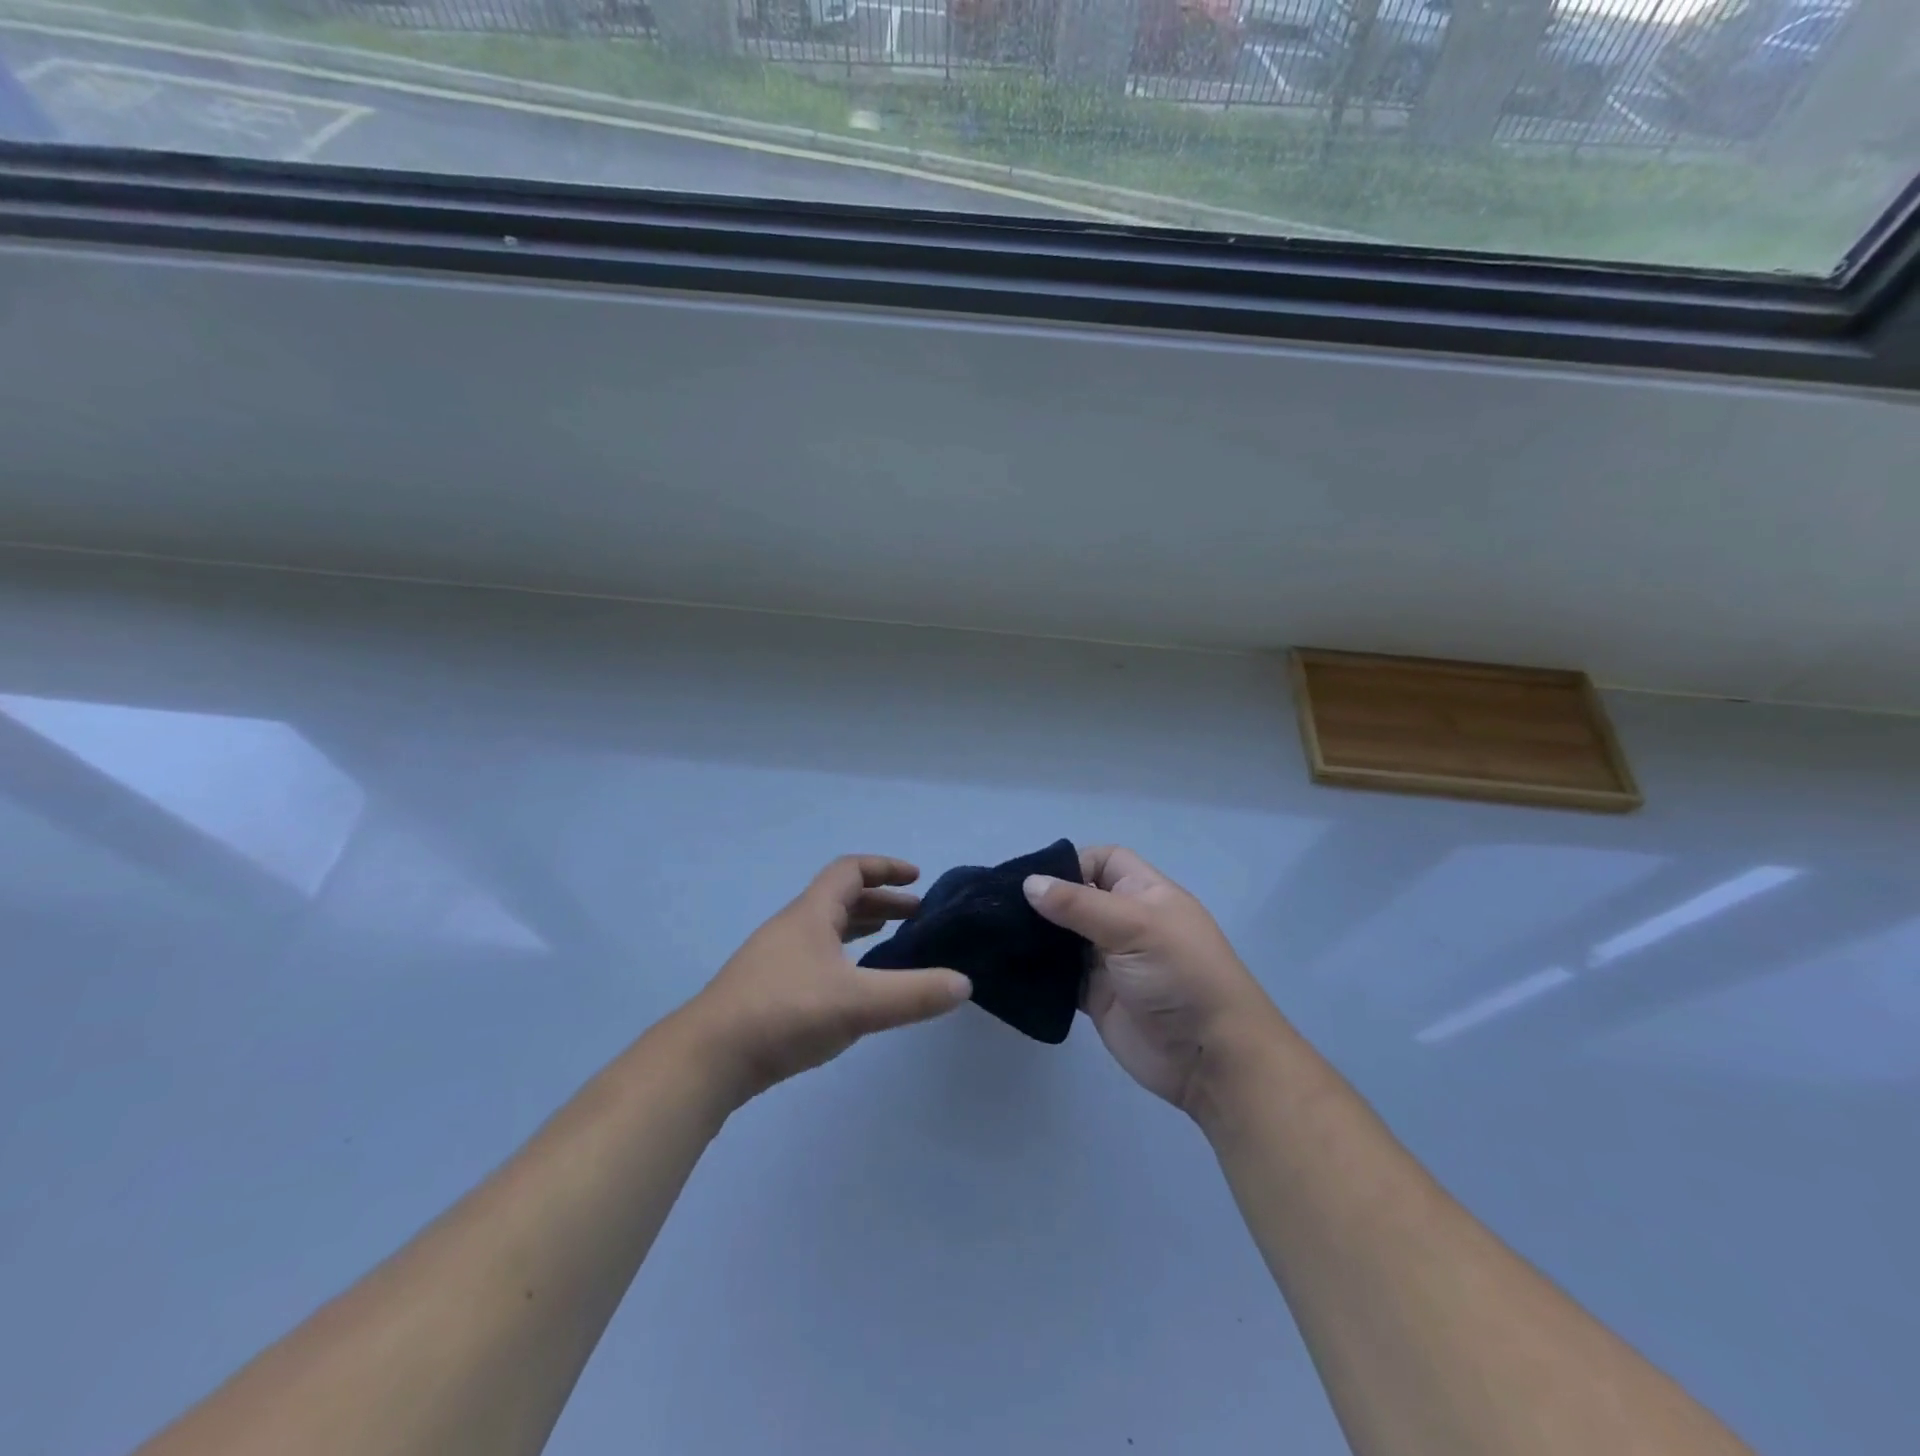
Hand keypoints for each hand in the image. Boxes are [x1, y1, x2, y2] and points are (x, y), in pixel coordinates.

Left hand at [678, 855, 972, 1106]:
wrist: (706, 1059)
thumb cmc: (784, 1013)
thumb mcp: (858, 1003)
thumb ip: (914, 994)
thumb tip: (963, 984)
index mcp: (811, 914)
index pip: (850, 871)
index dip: (885, 868)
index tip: (917, 878)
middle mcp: (792, 928)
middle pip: (840, 898)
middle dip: (880, 901)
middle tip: (914, 915)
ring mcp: (775, 959)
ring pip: (825, 929)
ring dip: (860, 928)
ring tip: (890, 941)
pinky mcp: (766, 990)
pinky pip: (815, 956)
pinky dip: (842, 956)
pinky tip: (852, 986)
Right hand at [1023, 846, 1281, 1115]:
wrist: (1210, 1056)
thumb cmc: (1179, 974)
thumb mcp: (1134, 926)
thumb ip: (1079, 904)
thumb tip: (1029, 883)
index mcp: (1144, 894)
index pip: (1105, 861)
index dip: (1073, 863)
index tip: (1036, 880)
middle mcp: (1125, 922)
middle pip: (1078, 898)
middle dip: (1045, 900)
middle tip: (1001, 906)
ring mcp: (1110, 961)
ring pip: (1065, 937)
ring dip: (1038, 936)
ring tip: (998, 933)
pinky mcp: (1096, 996)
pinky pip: (1061, 976)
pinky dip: (1040, 971)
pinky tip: (1011, 966)